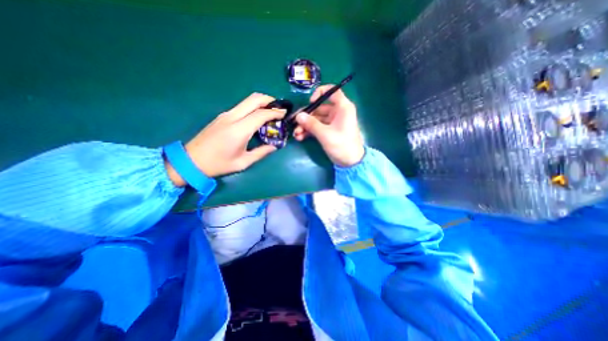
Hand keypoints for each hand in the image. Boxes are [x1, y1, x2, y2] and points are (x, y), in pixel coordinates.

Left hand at [165, 92, 286, 185]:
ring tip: (271, 111)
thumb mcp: (243, 162)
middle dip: (269, 100)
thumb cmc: (218, 164)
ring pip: (246, 101)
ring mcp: (225, 115)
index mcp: (239, 130)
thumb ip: (261, 153)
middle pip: (253, 99)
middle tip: (279, 107)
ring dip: (261, 102)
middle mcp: (232, 117)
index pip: (261, 114)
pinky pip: (241, 107)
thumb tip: (274, 146)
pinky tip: (257, 117)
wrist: (190, 161)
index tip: (285, 113)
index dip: (275, 112)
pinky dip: (253, 107)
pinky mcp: (222, 117)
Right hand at [295, 84, 365, 165]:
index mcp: (342, 108)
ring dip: (305, 126)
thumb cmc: (342, 145)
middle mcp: (337, 112)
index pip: (332, 91)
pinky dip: (309, 131)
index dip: (320, 93)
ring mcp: (332, 122)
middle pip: (319, 108)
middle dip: (306, 116)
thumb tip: (298, 115)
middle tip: (295, 123)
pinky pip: (317, 127)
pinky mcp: (329, 131)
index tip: (310, 103)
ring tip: (296, 134)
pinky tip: (300, 137)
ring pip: (316, 119)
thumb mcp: (325, 134)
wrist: (351, 162)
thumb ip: (311, 124)